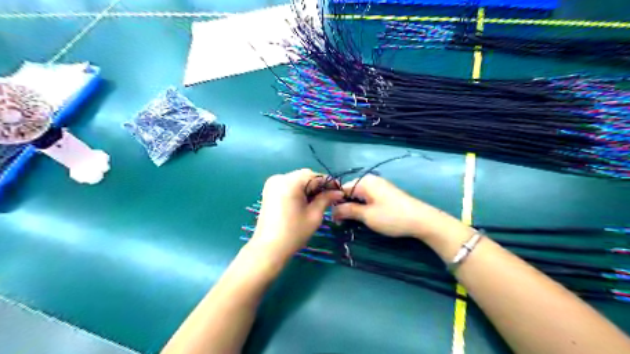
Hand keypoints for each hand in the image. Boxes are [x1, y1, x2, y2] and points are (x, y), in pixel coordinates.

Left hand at [250, 170, 343, 261]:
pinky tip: (305, 202)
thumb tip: (338, 192)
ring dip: (309, 188)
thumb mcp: (314, 215)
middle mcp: (279, 177)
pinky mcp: (269, 191)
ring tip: (319, 201)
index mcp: (290, 182)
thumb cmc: (294, 233)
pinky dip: (298, 190)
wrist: (269, 248)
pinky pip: (289, 185)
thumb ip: (326, 199)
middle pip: (305, 176)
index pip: (315, 176)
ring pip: (297, 180)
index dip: (329, 183)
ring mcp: (272, 184)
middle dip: (318, 185)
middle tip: (330, 197)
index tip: (340, 191)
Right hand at [332, 172, 460, 240]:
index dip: (335, 204)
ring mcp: (379, 186)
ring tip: (351, 222)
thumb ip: (348, 210)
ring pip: (358, 196)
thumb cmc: (391, 217)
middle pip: (349, 192)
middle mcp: (370, 180)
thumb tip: (332, 211)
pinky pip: (368, 197)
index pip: (341, 189)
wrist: (421, 220)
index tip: (333, 219)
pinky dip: (363, 206)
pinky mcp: (385, 193)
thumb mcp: (367, 215)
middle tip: (341, 223)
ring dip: (353, 208)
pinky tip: (364, 217)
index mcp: (364, 182)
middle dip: (344, 206)